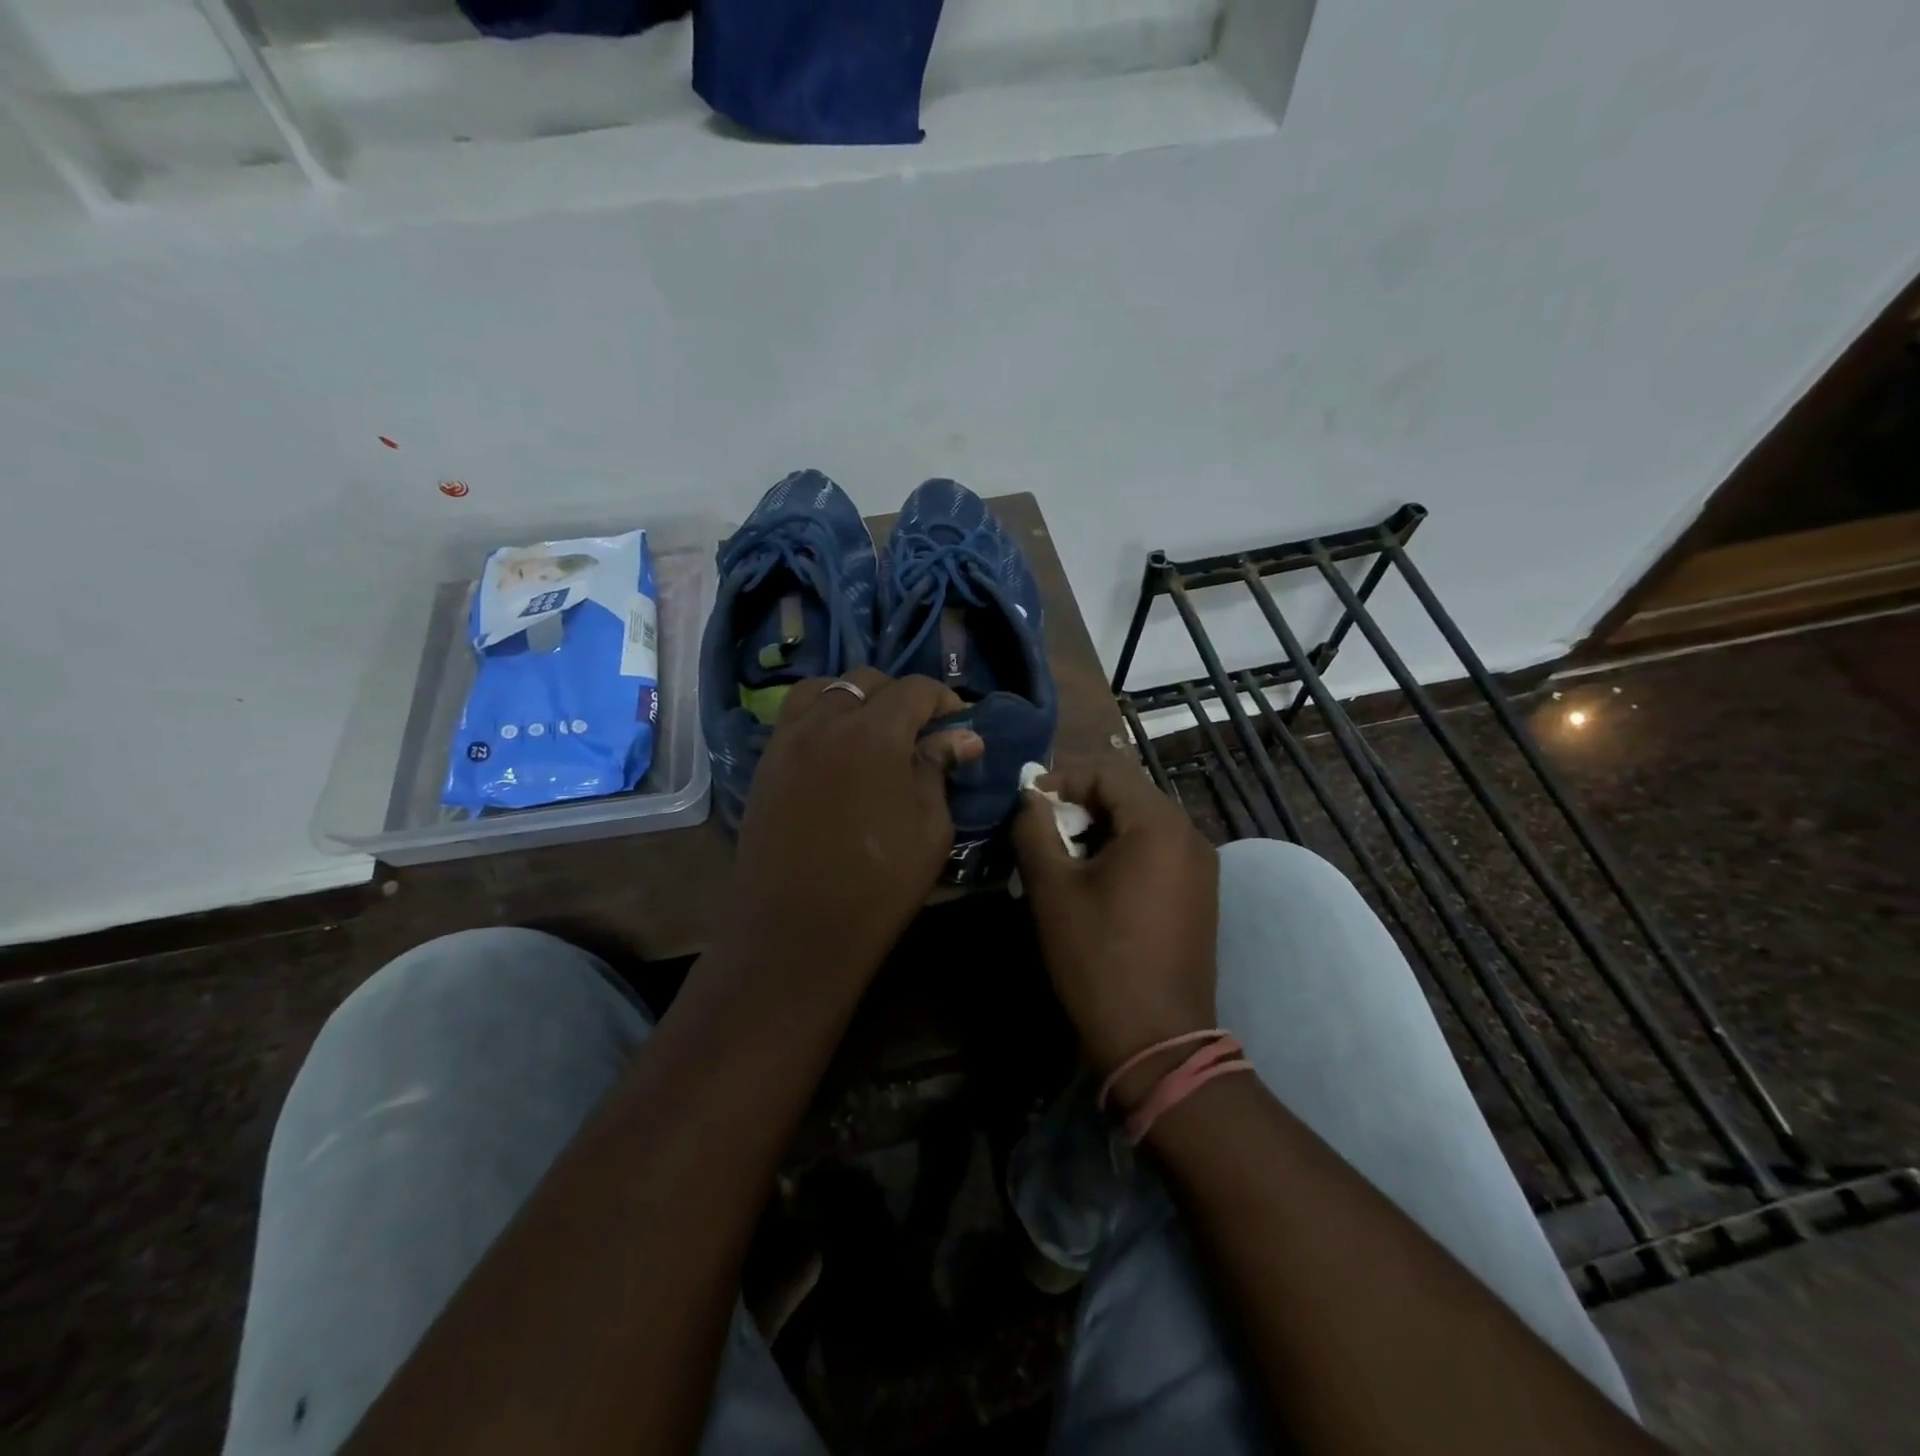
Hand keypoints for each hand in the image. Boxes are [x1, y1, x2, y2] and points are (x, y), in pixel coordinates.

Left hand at [726, 669, 982, 988]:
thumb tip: (961, 737)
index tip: (959, 725)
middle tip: (917, 732)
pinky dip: (819, 719)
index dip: (944, 700)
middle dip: (898, 697)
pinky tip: (835, 752)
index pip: (915, 689)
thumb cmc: (879, 883)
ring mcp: (787, 740)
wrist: (797, 930)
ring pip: (821, 690)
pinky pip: (794, 719)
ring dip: (852, 699)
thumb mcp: (930, 827)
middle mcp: (826, 722)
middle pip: (866, 682)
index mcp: (875, 733)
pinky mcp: (765, 764)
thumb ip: (938, 769)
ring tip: (869, 731)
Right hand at [1012, 755, 1218, 1088]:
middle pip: (1128, 794)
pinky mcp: (1200, 893)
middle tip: (1042, 832)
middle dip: (1080, 805)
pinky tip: (1095, 881)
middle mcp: (1190, 835)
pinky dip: (1123, 851)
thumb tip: (1029, 799)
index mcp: (1159, 825)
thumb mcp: (1052, 889)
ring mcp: (1201, 866)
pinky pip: (1157, 851)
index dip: (1062, 780)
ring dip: (1099, 829)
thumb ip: (1034, 830)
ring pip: (1142, 824)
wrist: (1157, 1039)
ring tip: (1062, 857)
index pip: (1107, 772)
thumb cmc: (1098, 957)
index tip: (1028, 806)